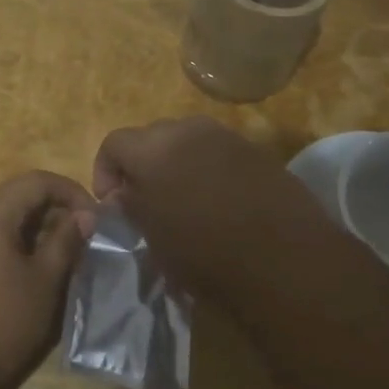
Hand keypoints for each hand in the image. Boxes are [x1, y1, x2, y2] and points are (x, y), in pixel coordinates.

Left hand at [0, 171, 96, 388]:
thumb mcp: (43, 283)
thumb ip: (66, 242)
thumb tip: (85, 216)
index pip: (37, 180)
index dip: (72, 192)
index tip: (97, 221)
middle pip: (18, 196)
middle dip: (56, 212)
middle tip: (84, 243)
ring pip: (3, 219)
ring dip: (37, 232)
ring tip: (63, 261)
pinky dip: (15, 247)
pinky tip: (31, 276)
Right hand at [93, 117, 336, 306]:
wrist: (283, 258)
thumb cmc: (204, 252)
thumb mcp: (153, 237)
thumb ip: (132, 206)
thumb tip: (124, 193)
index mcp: (153, 148)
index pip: (113, 143)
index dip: (105, 172)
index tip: (113, 203)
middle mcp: (188, 129)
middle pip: (151, 137)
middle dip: (142, 165)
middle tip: (146, 201)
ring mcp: (227, 136)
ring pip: (188, 142)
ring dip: (177, 164)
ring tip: (184, 201)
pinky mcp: (257, 151)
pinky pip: (220, 153)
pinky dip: (209, 170)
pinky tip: (219, 202)